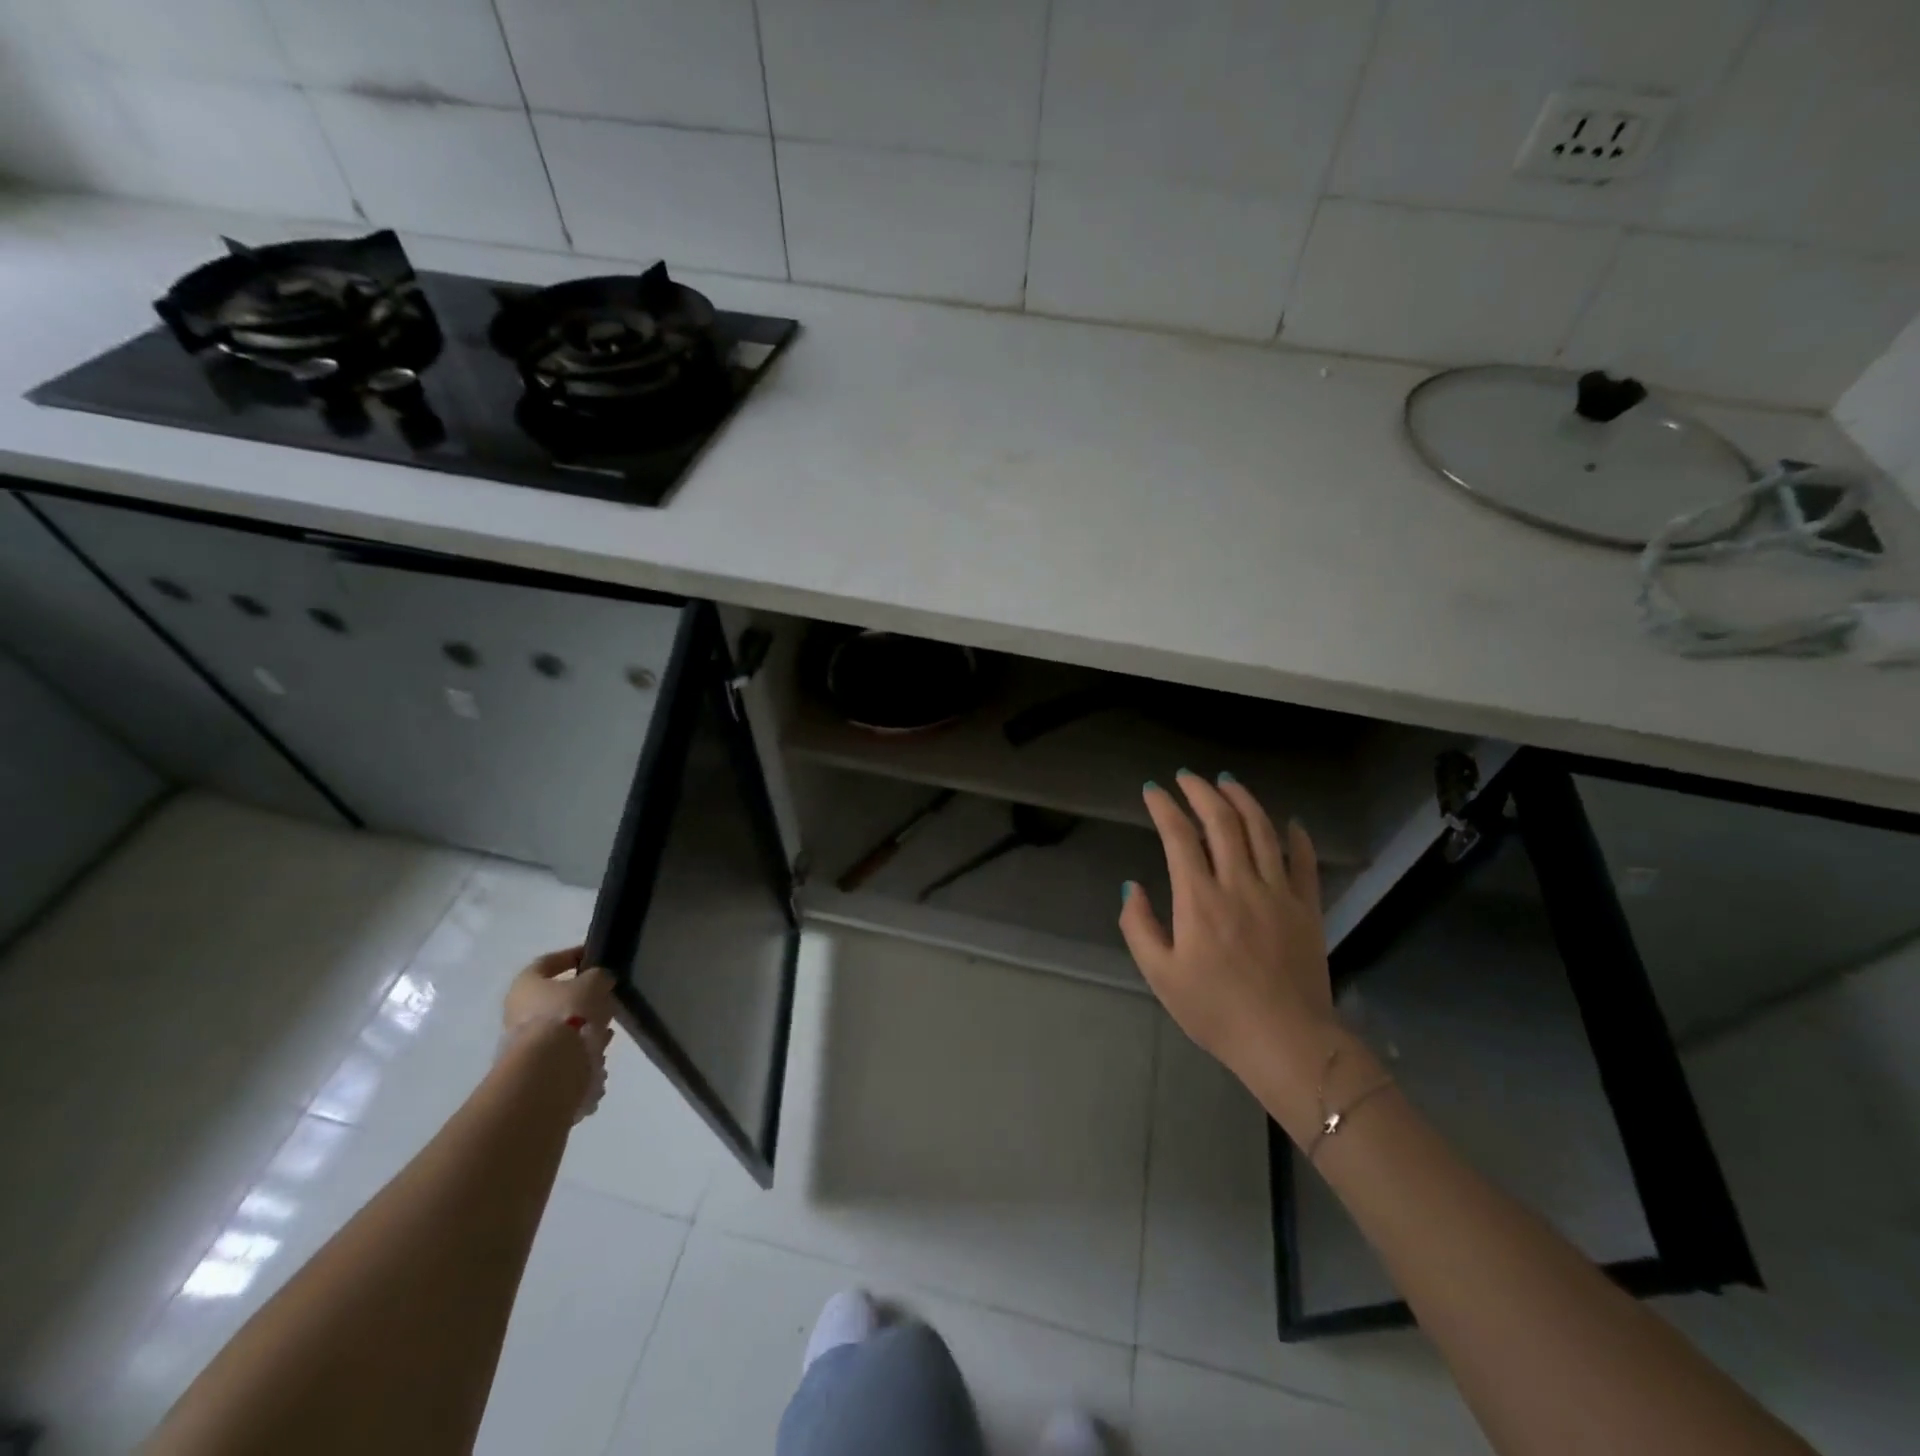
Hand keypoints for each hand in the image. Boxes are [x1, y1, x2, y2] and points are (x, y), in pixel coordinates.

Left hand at [502, 946, 617, 1120]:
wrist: (549, 1067)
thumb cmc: (567, 1012)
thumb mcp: (594, 983)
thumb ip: (599, 976)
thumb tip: (600, 981)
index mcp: (525, 984)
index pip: (547, 962)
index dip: (571, 955)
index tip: (592, 955)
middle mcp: (518, 1010)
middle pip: (553, 996)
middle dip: (581, 996)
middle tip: (605, 995)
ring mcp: (524, 1040)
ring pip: (560, 1024)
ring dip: (584, 1023)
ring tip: (609, 1025)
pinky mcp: (535, 1064)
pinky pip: (563, 1048)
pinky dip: (581, 1045)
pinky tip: (600, 1047)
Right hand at [1119, 772, 1333, 1085]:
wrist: (1286, 1042)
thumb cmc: (1215, 1011)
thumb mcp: (1160, 975)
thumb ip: (1140, 927)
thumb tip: (1133, 887)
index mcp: (1200, 899)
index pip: (1179, 837)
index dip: (1164, 807)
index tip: (1153, 791)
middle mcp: (1239, 884)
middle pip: (1222, 821)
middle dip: (1202, 791)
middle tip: (1188, 776)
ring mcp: (1278, 893)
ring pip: (1262, 831)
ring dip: (1243, 800)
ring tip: (1227, 782)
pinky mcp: (1307, 908)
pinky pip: (1303, 861)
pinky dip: (1295, 836)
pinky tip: (1287, 821)